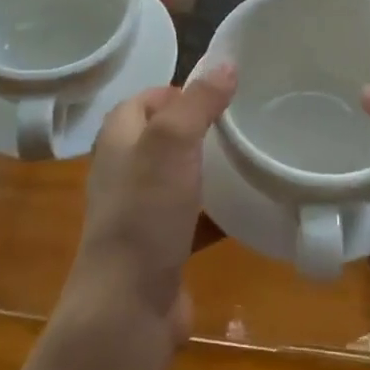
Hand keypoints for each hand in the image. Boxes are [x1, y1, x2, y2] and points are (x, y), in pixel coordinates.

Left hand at [58, 64, 237, 347]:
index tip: (221, 94)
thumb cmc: (145, 213)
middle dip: (200, 128)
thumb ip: (198, 101)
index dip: (179, 91)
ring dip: (209, 169)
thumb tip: (225, 62)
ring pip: (180, 177)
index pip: (146, 98)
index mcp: (118, 138)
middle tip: (243, 123)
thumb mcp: (172, 143)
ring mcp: (141, 211)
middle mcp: (124, 170)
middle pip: (164, 136)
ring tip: (251, 159)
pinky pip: (193, 218)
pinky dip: (216, 211)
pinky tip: (248, 209)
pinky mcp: (161, 246)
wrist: (129, 307)